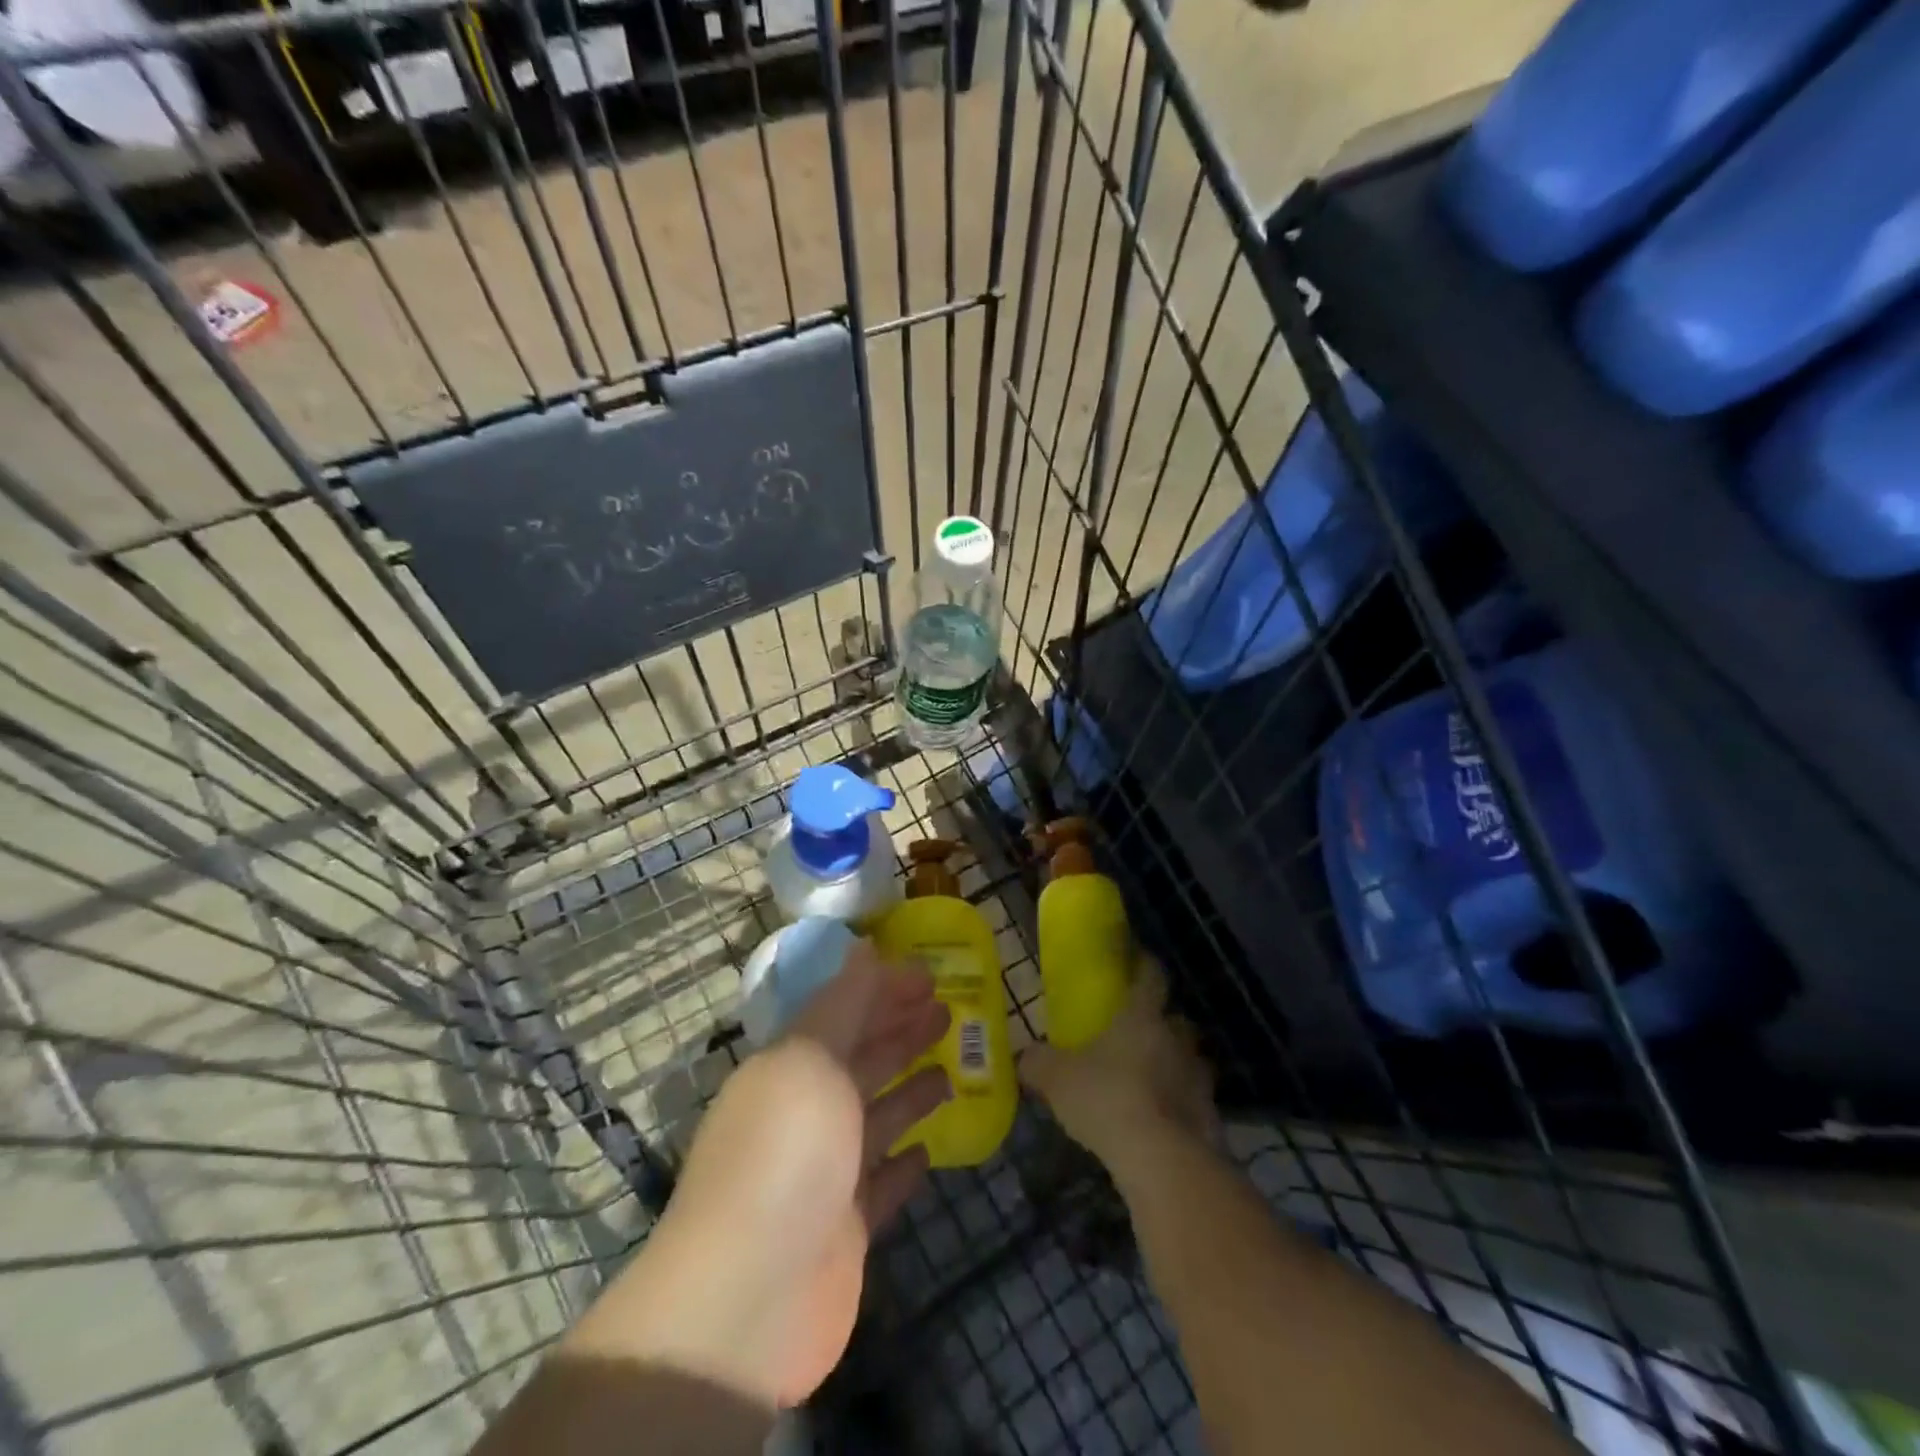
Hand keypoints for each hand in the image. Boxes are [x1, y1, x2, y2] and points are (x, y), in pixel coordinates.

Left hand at [579, 941, 949, 1409]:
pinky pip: (881, 1185)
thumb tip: (864, 945)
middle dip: (902, 1032)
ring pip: (876, 1117)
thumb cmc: (786, 1153)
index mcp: (790, 1067)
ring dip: (910, 1090)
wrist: (749, 1297)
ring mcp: (825, 1174)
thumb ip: (844, 1003)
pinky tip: (929, 1151)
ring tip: (953, 1069)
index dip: (884, 989)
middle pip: (862, 1060)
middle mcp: (805, 1113)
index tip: (931, 975)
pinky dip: (903, 1165)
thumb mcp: (811, 1058)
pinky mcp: (845, 1229)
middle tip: (949, 1011)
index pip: (842, 1012)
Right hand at [1019, 957, 1215, 1166]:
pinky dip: (1180, 1107)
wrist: (1162, 1160)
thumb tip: (1025, 1056)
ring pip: (1189, 1061)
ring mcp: (1199, 1079)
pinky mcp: (1210, 1117)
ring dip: (1174, 1067)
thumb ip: (1038, 1063)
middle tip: (1137, 1035)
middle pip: (1176, 1020)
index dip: (1145, 965)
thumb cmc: (1107, 1099)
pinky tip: (1160, 1124)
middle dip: (1161, 1024)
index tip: (1137, 960)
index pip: (1151, 976)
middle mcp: (1176, 1039)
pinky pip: (1194, 1102)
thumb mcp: (1057, 1078)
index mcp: (1142, 1017)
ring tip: (1148, 1083)